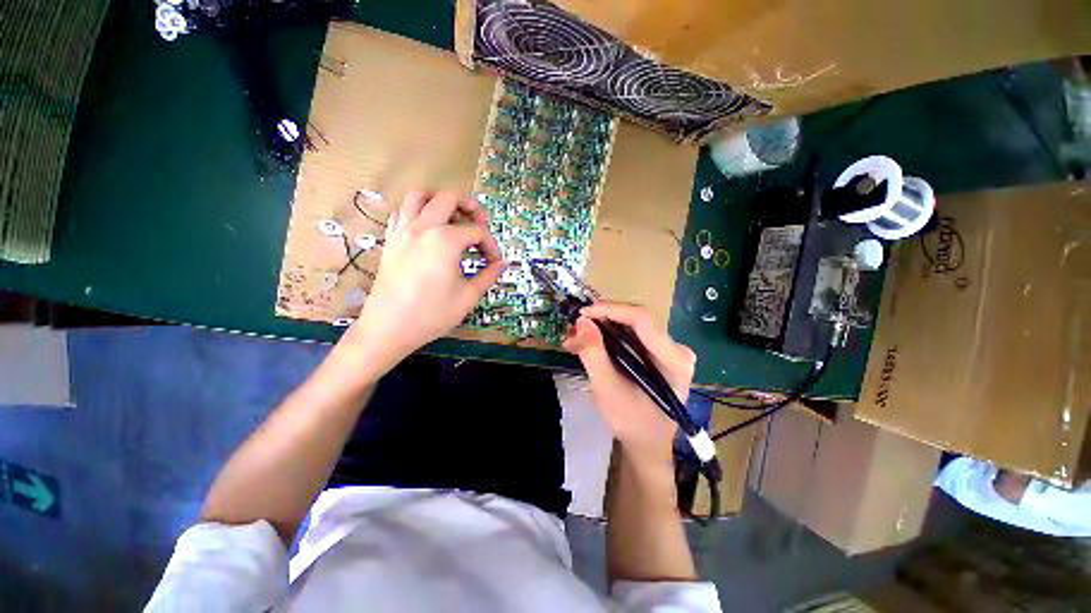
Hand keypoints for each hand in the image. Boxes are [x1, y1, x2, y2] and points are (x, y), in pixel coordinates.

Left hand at [347, 191, 502, 364]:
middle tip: (480, 224)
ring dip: (440, 200)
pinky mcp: (391, 239)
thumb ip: (488, 276)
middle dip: (470, 206)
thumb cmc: (432, 314)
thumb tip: (502, 264)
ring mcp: (403, 230)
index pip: (477, 232)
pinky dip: (418, 211)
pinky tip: (428, 229)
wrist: (389, 328)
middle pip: (449, 198)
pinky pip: (403, 211)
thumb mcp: (468, 297)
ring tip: (453, 218)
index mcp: (445, 240)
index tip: (494, 262)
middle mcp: (423, 227)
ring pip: (420, 195)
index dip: (491, 246)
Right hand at [563, 303, 695, 467]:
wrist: (647, 443)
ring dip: (602, 326)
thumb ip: (593, 354)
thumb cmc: (631, 423)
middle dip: (602, 319)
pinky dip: (609, 335)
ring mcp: (669, 349)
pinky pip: (632, 334)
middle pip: (636, 320)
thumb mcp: (607, 390)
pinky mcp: (659, 352)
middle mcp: (677, 349)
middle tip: (574, 326)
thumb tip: (581, 321)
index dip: (610, 310)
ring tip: (577, 335)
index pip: (642, 320)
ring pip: (631, 325)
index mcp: (674, 361)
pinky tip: (590, 340)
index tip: (582, 313)